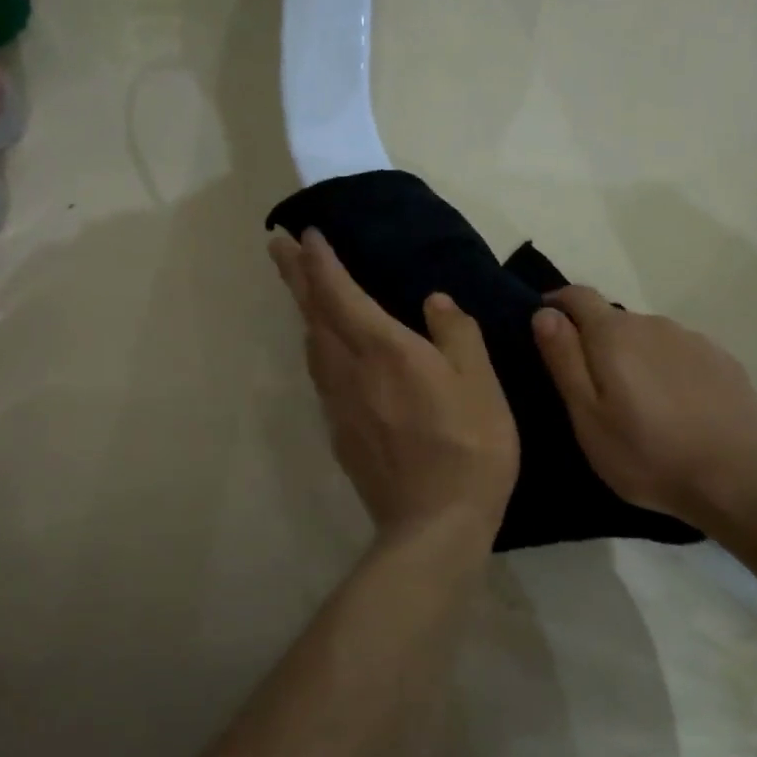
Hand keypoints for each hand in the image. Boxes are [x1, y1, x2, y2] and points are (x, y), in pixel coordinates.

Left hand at [270, 229, 518, 542]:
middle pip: (313, 314)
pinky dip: (318, 350)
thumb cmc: (469, 446)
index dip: (321, 261)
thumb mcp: (480, 382)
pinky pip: (322, 377)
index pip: (340, 293)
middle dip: (294, 276)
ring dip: (304, 312)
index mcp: (384, 349)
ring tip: (301, 292)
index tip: (307, 234)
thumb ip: (456, 334)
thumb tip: (434, 302)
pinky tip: (328, 354)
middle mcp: (350, 371)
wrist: (435, 523)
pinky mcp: (341, 434)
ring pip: (312, 347)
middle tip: (277, 246)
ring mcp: (340, 405)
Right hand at [532, 287, 756, 521]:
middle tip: (591, 389)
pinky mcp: (723, 361)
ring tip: (635, 403)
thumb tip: (544, 313)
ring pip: (648, 338)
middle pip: (613, 319)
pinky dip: (666, 370)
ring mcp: (693, 340)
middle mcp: (654, 324)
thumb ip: (564, 359)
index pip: (577, 295)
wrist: (737, 480)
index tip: (545, 329)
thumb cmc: (646, 454)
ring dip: (633, 357)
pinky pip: (680, 355)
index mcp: (614, 334)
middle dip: (594, 342)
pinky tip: (674, 407)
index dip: (556, 305)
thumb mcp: (587, 416)